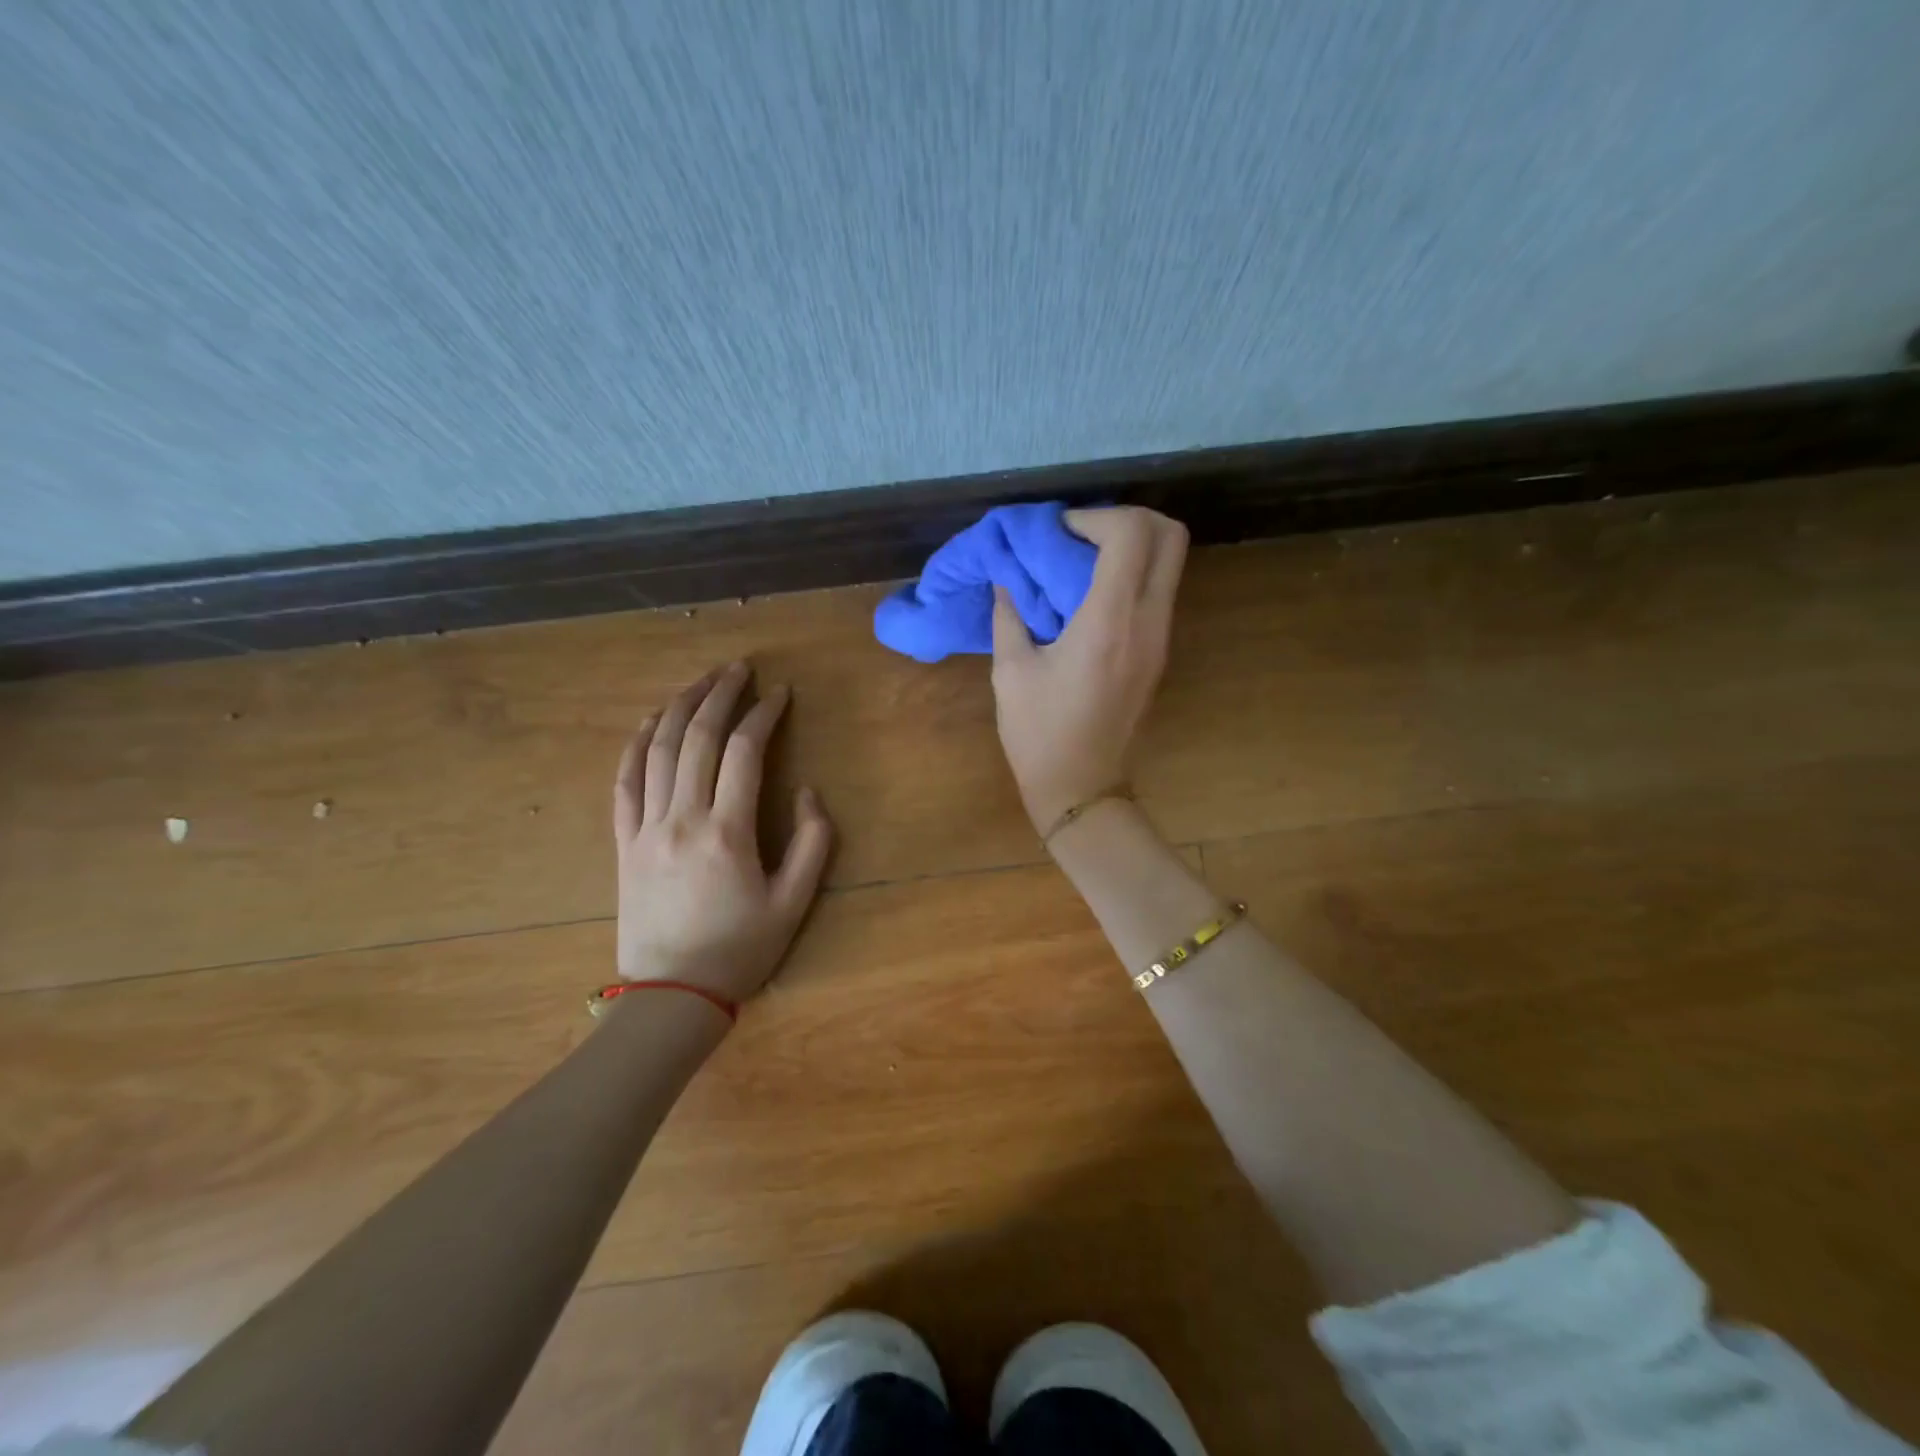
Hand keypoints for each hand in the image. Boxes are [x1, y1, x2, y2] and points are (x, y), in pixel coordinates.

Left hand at [612, 662, 833, 1001]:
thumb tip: (805, 791)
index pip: (744, 752)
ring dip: (679, 707)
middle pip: (697, 738)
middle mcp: (682, 819)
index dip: (764, 714)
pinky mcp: (623, 843)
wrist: (672, 996)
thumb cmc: (740, 950)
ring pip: (658, 751)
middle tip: (739, 668)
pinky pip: (624, 783)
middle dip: (720, 694)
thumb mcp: (794, 904)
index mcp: (727, 833)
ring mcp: (645, 828)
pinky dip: (636, 745)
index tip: (780, 692)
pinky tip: (649, 721)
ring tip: (700, 680)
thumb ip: (812, 843)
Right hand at [990, 507, 1187, 832]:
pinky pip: (1159, 589)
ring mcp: (1162, 637)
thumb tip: (1006, 576)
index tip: (1058, 534)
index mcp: (1109, 622)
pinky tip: (1090, 593)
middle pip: (1170, 535)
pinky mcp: (1161, 652)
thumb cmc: (1039, 734)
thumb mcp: (1011, 671)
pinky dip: (1133, 573)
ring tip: (1081, 561)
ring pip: (1170, 560)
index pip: (1130, 534)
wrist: (1082, 788)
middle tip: (1081, 535)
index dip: (1094, 517)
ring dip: (1131, 545)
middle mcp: (1148, 621)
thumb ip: (1009, 614)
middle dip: (1126, 519)